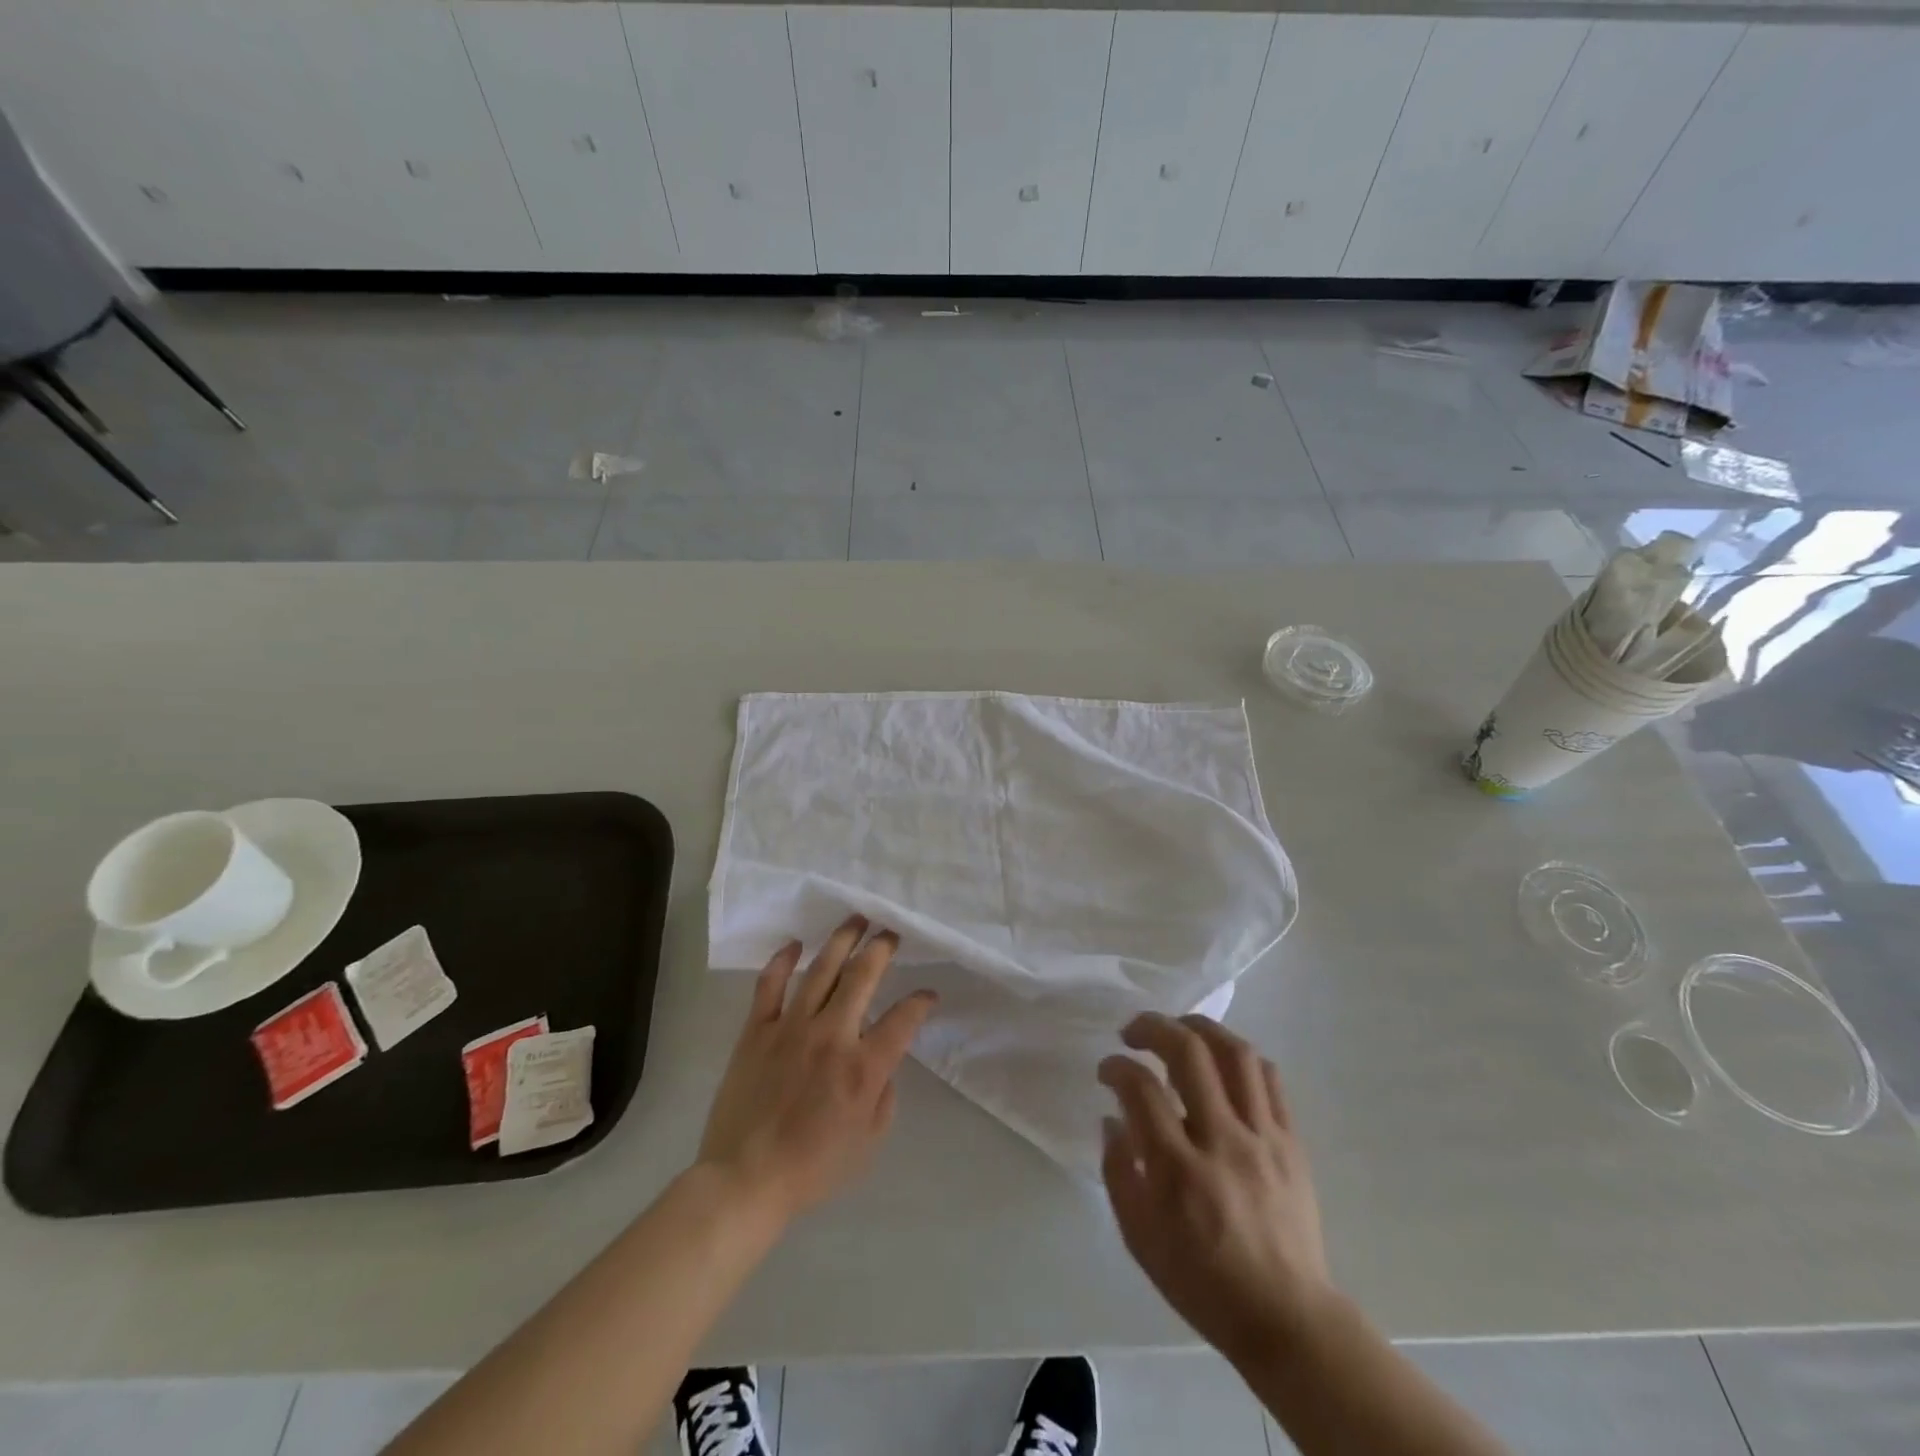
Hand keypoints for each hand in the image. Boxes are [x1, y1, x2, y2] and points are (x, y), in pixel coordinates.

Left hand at [697, 915, 935, 1225]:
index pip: (904, 1018)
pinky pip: (770, 984)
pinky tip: (795, 944)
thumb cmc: (813, 1167)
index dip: (921, 1001)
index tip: (928, 994)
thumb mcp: (869, 1140)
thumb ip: (884, 1093)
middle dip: (883, 947)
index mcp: (863, 1066)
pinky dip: (783, 960)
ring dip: (842, 939)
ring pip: (821, 968)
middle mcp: (832, 1035)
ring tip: (856, 919)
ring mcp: (791, 1027)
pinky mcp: (757, 1030)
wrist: (746, 1179)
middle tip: (892, 931)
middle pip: (863, 975)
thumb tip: (882, 1060)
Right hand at [1099, 1013, 1336, 1367]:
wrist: (1287, 1319)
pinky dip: (1239, 1057)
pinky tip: (1221, 1061)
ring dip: (1201, 1028)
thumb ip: (1118, 1171)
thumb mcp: (1139, 1239)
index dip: (1117, 1067)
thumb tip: (1112, 1118)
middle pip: (1189, 1053)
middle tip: (1134, 1031)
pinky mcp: (1291, 1142)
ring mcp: (1263, 1138)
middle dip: (1154, 1027)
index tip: (1107, 1069)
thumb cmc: (1203, 1282)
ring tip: (1178, 1029)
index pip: (1141, 1090)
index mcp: (1178, 1170)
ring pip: (1235, 1054)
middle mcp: (1222, 1141)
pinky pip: (1269, 1079)